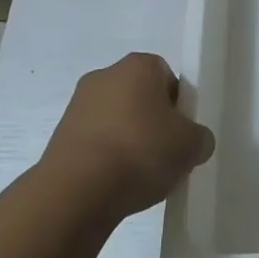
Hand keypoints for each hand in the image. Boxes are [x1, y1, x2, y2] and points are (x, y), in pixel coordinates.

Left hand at [41, 53, 214, 220]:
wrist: (76, 192)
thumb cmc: (140, 152)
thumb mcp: (190, 146)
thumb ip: (199, 138)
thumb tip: (195, 141)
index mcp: (139, 65)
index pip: (167, 78)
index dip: (177, 107)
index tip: (180, 135)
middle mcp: (105, 75)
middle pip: (139, 97)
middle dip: (151, 123)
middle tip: (162, 156)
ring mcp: (77, 105)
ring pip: (115, 120)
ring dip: (126, 141)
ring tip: (136, 177)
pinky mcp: (59, 137)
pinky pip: (94, 143)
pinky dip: (104, 159)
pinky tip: (112, 185)